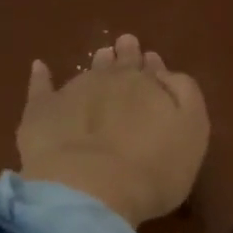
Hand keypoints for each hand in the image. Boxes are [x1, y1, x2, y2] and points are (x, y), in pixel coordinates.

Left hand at [17, 34, 208, 227]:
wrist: (89, 188)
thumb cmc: (153, 170)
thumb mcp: (191, 133)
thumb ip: (185, 97)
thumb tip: (168, 74)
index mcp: (149, 85)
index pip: (154, 70)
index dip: (154, 68)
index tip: (153, 62)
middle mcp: (112, 80)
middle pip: (122, 64)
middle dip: (127, 56)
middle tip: (127, 44)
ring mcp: (74, 92)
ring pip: (89, 70)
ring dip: (98, 63)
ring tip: (101, 55)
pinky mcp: (41, 111)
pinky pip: (41, 87)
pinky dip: (42, 77)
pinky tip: (40, 68)